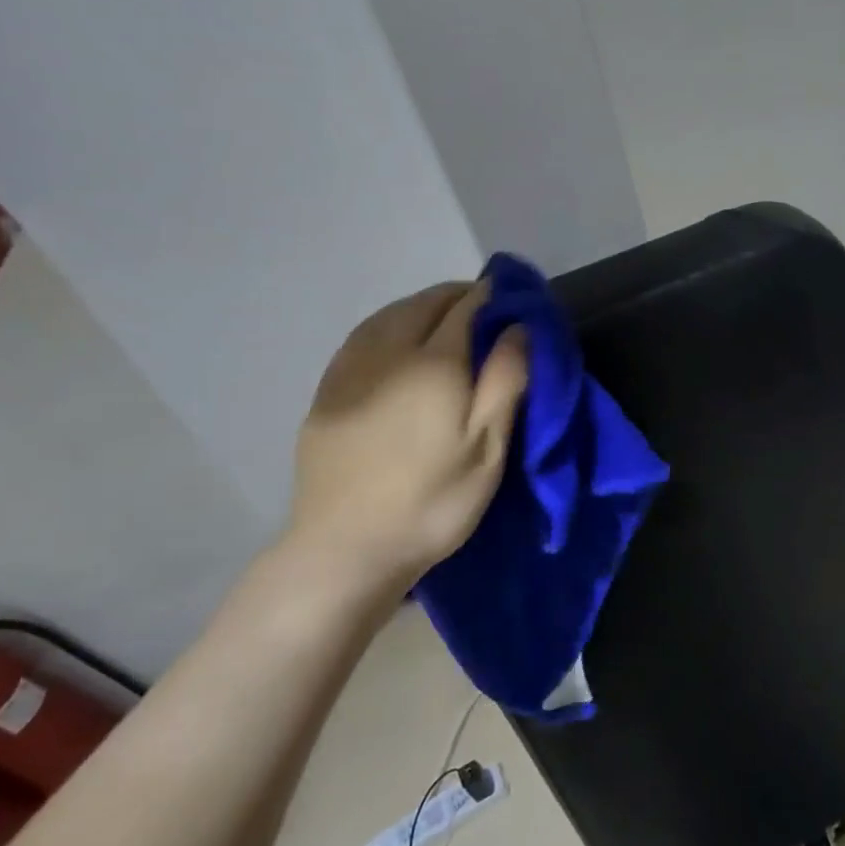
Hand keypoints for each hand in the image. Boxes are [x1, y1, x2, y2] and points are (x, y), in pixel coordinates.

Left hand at [279, 281, 527, 619]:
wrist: (346, 549)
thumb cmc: (432, 501)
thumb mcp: (487, 448)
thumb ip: (506, 381)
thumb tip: (518, 327)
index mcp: (433, 363)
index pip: (466, 308)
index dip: (492, 296)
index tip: (513, 298)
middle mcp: (387, 353)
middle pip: (424, 303)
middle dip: (457, 297)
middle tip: (485, 311)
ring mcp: (349, 370)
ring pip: (389, 315)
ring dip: (422, 306)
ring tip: (446, 319)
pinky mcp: (326, 392)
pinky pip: (362, 337)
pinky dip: (389, 325)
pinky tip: (397, 341)